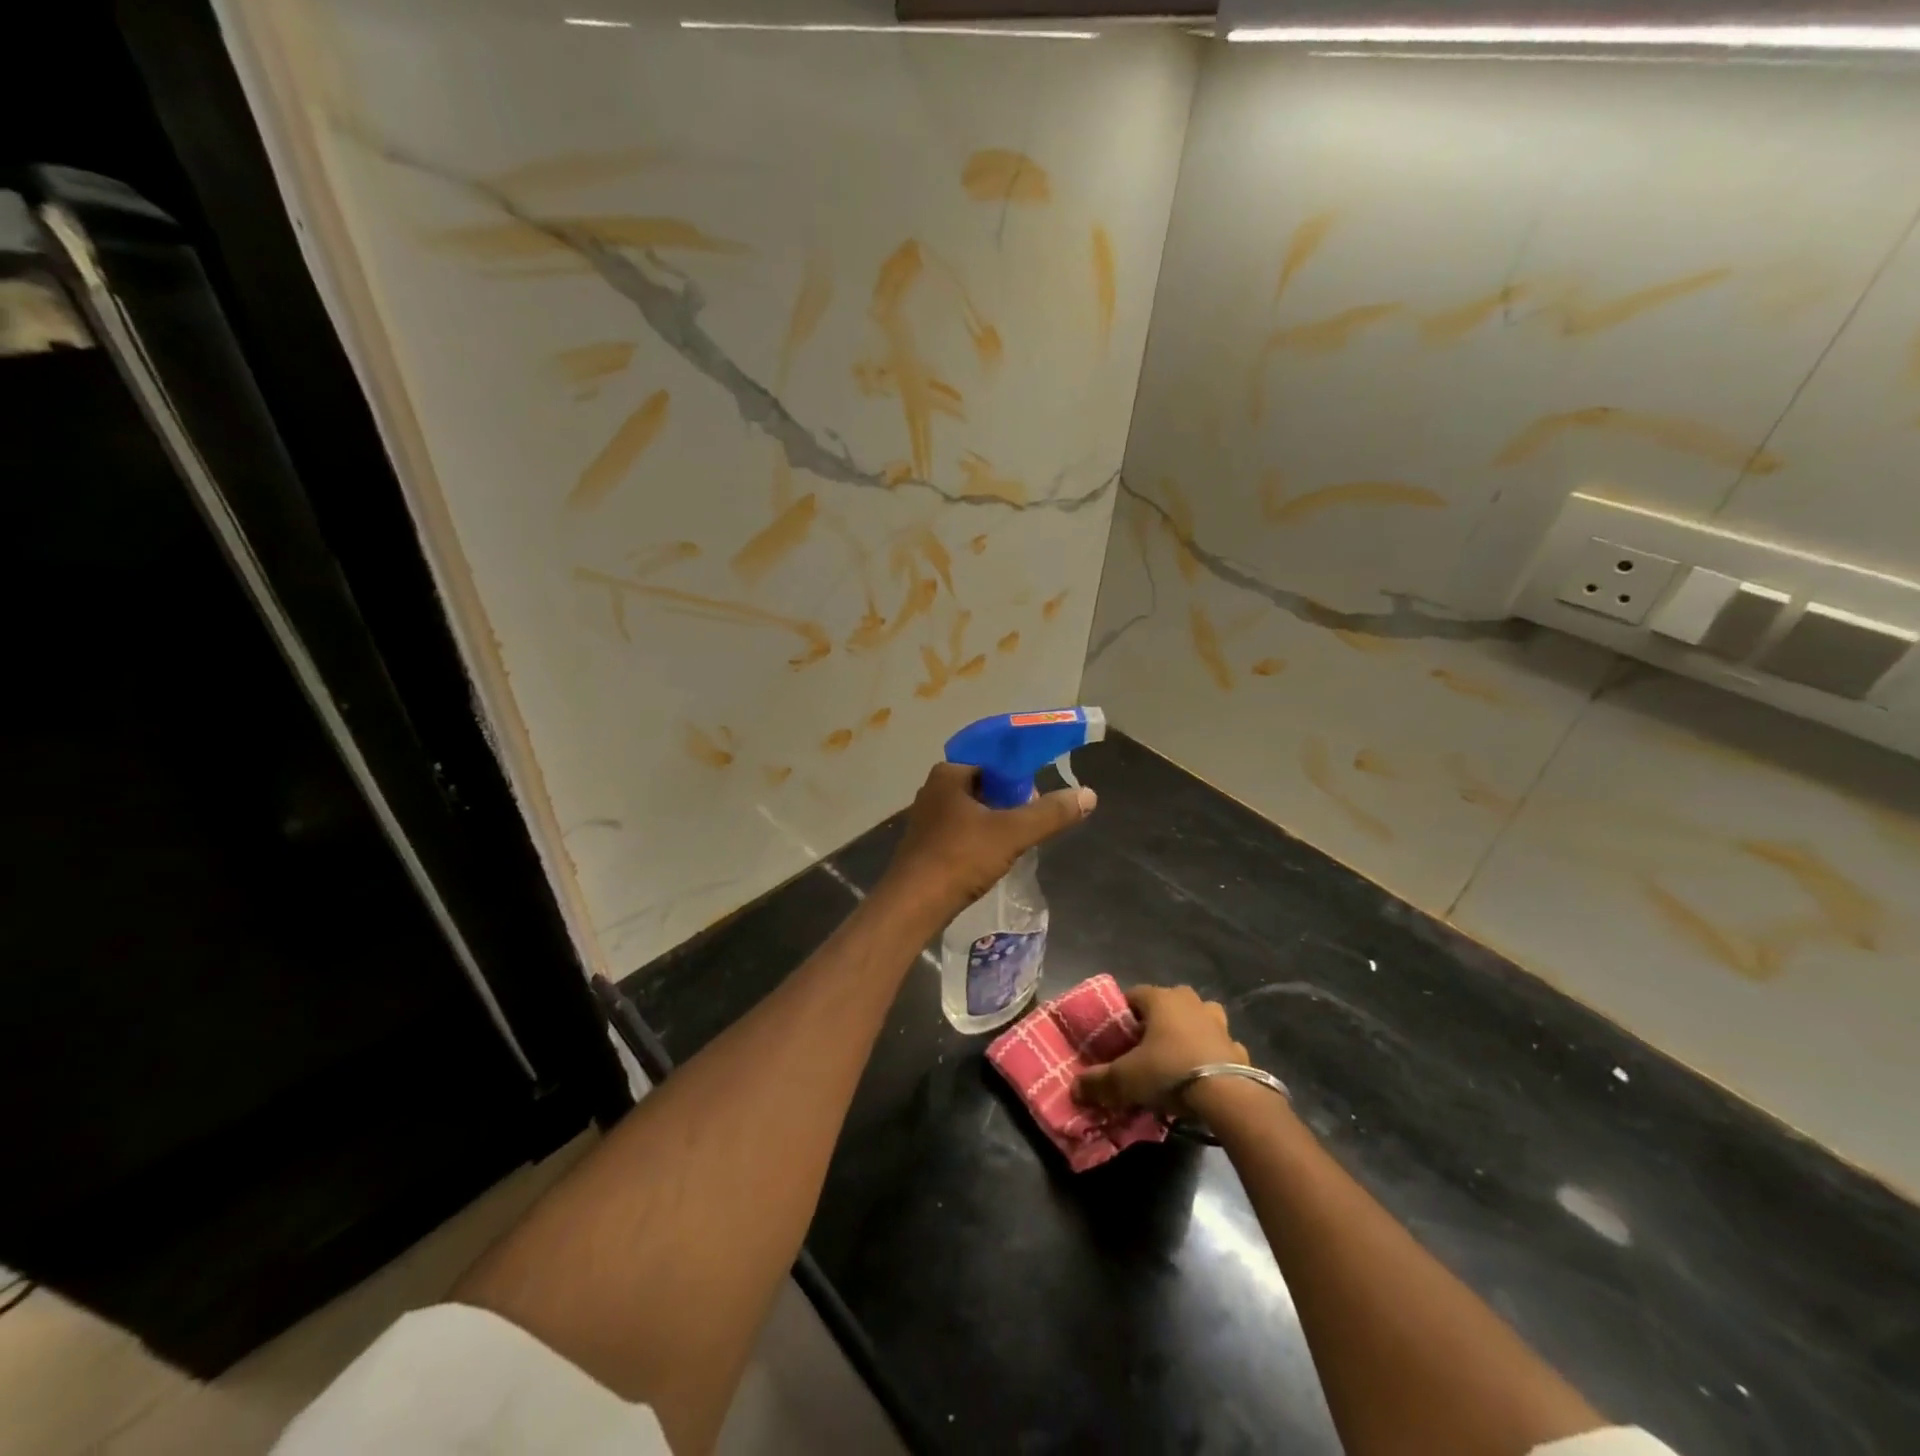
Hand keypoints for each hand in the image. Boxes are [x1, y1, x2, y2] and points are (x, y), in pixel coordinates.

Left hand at [881, 763, 1094, 922]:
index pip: (993, 760)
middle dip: (1011, 800)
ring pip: (974, 810)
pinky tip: (995, 857)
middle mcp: (934, 790)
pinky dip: (982, 838)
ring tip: (1019, 841)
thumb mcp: (1011, 833)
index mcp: (949, 774)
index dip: (1020, 773)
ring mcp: (928, 819)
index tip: (1039, 794)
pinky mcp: (927, 844)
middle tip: (1032, 821)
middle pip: (985, 785)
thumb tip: (1089, 794)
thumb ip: (1050, 813)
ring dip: (997, 821)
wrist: (913, 905)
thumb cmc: (959, 858)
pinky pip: (963, 831)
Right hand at [1073, 984, 1245, 1115]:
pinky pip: (1220, 1047)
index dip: (1123, 1015)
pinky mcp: (1239, 1048)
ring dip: (1189, 1033)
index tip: (1116, 1038)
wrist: (1228, 1096)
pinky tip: (1204, 1078)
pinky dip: (1211, 1057)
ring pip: (1199, 1020)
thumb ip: (1098, 1082)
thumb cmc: (1169, 1072)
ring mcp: (1219, 1024)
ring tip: (1176, 1059)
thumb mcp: (1125, 1080)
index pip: (1133, 994)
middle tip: (1145, 1049)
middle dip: (1157, 1022)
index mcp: (1161, 999)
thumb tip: (1074, 1089)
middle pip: (1167, 1004)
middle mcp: (1191, 1002)